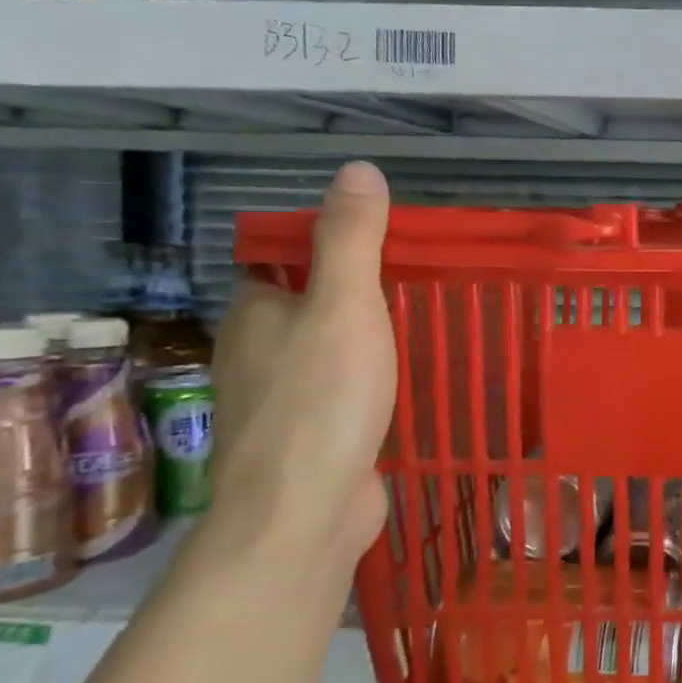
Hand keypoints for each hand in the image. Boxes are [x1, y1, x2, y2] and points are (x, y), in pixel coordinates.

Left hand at [207, 161, 397, 572]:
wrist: (302, 512)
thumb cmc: (320, 400)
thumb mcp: (343, 306)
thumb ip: (350, 240)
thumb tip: (358, 169)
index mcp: (254, 311)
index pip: (281, 257)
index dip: (328, 241)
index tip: (388, 239)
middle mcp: (258, 350)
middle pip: (308, 301)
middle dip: (357, 288)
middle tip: (422, 277)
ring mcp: (283, 397)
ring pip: (328, 348)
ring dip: (368, 335)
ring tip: (427, 322)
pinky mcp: (311, 435)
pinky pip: (343, 389)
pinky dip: (371, 377)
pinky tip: (409, 381)